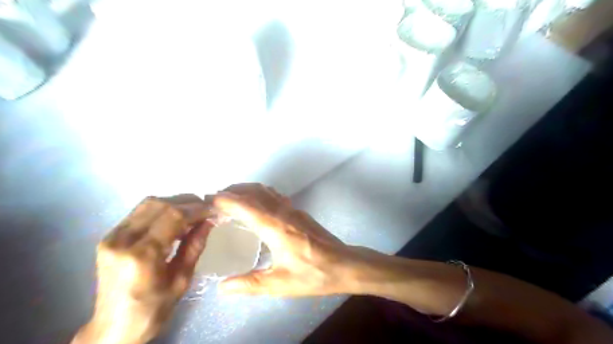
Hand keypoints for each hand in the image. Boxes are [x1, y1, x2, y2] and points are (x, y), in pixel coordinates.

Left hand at [72, 196, 212, 343]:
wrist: (113, 328)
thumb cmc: (152, 310)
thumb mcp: (182, 280)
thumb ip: (194, 246)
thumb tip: (209, 221)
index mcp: (142, 256)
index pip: (173, 216)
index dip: (196, 209)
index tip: (213, 210)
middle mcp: (122, 240)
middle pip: (159, 205)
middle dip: (187, 203)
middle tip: (205, 210)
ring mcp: (111, 237)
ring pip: (148, 204)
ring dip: (174, 203)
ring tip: (191, 214)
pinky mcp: (109, 237)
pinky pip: (139, 213)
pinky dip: (161, 210)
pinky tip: (173, 220)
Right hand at [213, 182, 354, 295]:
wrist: (345, 264)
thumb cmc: (314, 275)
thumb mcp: (280, 284)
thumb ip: (250, 284)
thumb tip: (222, 286)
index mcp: (276, 227)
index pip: (246, 206)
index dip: (226, 200)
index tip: (208, 200)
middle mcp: (283, 213)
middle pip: (254, 192)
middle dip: (233, 191)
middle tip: (214, 199)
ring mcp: (293, 210)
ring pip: (266, 191)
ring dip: (246, 190)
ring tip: (231, 199)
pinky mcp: (299, 212)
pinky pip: (275, 196)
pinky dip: (259, 194)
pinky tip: (256, 205)